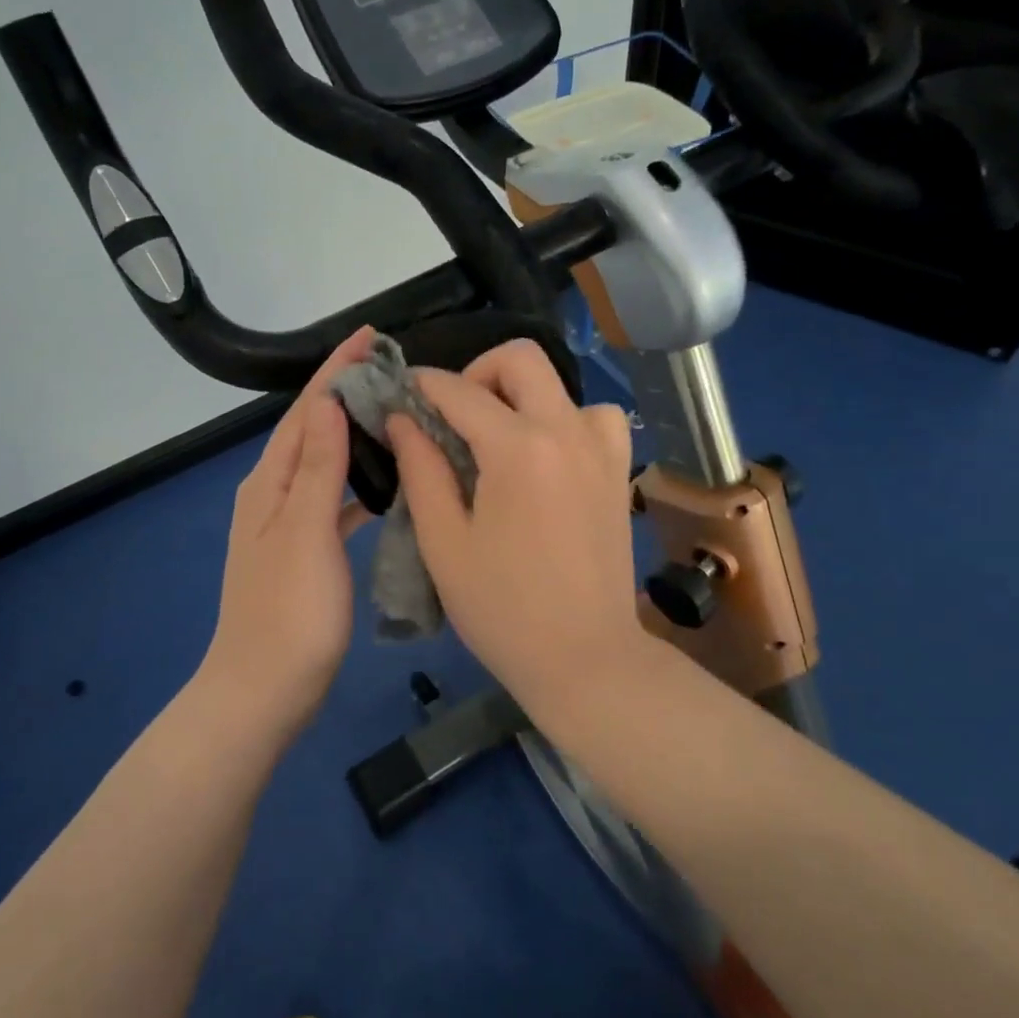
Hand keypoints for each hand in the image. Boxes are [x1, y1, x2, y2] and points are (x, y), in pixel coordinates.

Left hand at [200, 328, 373, 730]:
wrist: (262, 692)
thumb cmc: (289, 614)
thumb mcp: (306, 535)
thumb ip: (319, 469)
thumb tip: (329, 403)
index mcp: (271, 483)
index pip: (307, 410)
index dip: (336, 371)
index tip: (371, 336)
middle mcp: (274, 494)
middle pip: (313, 430)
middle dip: (347, 394)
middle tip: (395, 371)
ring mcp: (288, 524)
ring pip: (326, 463)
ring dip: (355, 435)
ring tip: (396, 415)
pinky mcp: (305, 551)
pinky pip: (334, 500)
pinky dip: (357, 482)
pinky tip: (385, 484)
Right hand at [388, 339, 644, 701]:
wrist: (584, 658)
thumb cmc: (502, 609)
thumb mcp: (444, 542)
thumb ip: (421, 469)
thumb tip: (402, 418)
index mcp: (518, 448)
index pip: (459, 391)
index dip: (422, 385)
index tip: (400, 394)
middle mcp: (566, 431)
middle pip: (520, 359)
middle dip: (476, 372)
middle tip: (451, 416)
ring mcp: (601, 449)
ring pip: (562, 385)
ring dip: (523, 395)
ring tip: (499, 438)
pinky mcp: (618, 472)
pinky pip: (597, 418)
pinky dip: (567, 419)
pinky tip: (547, 455)